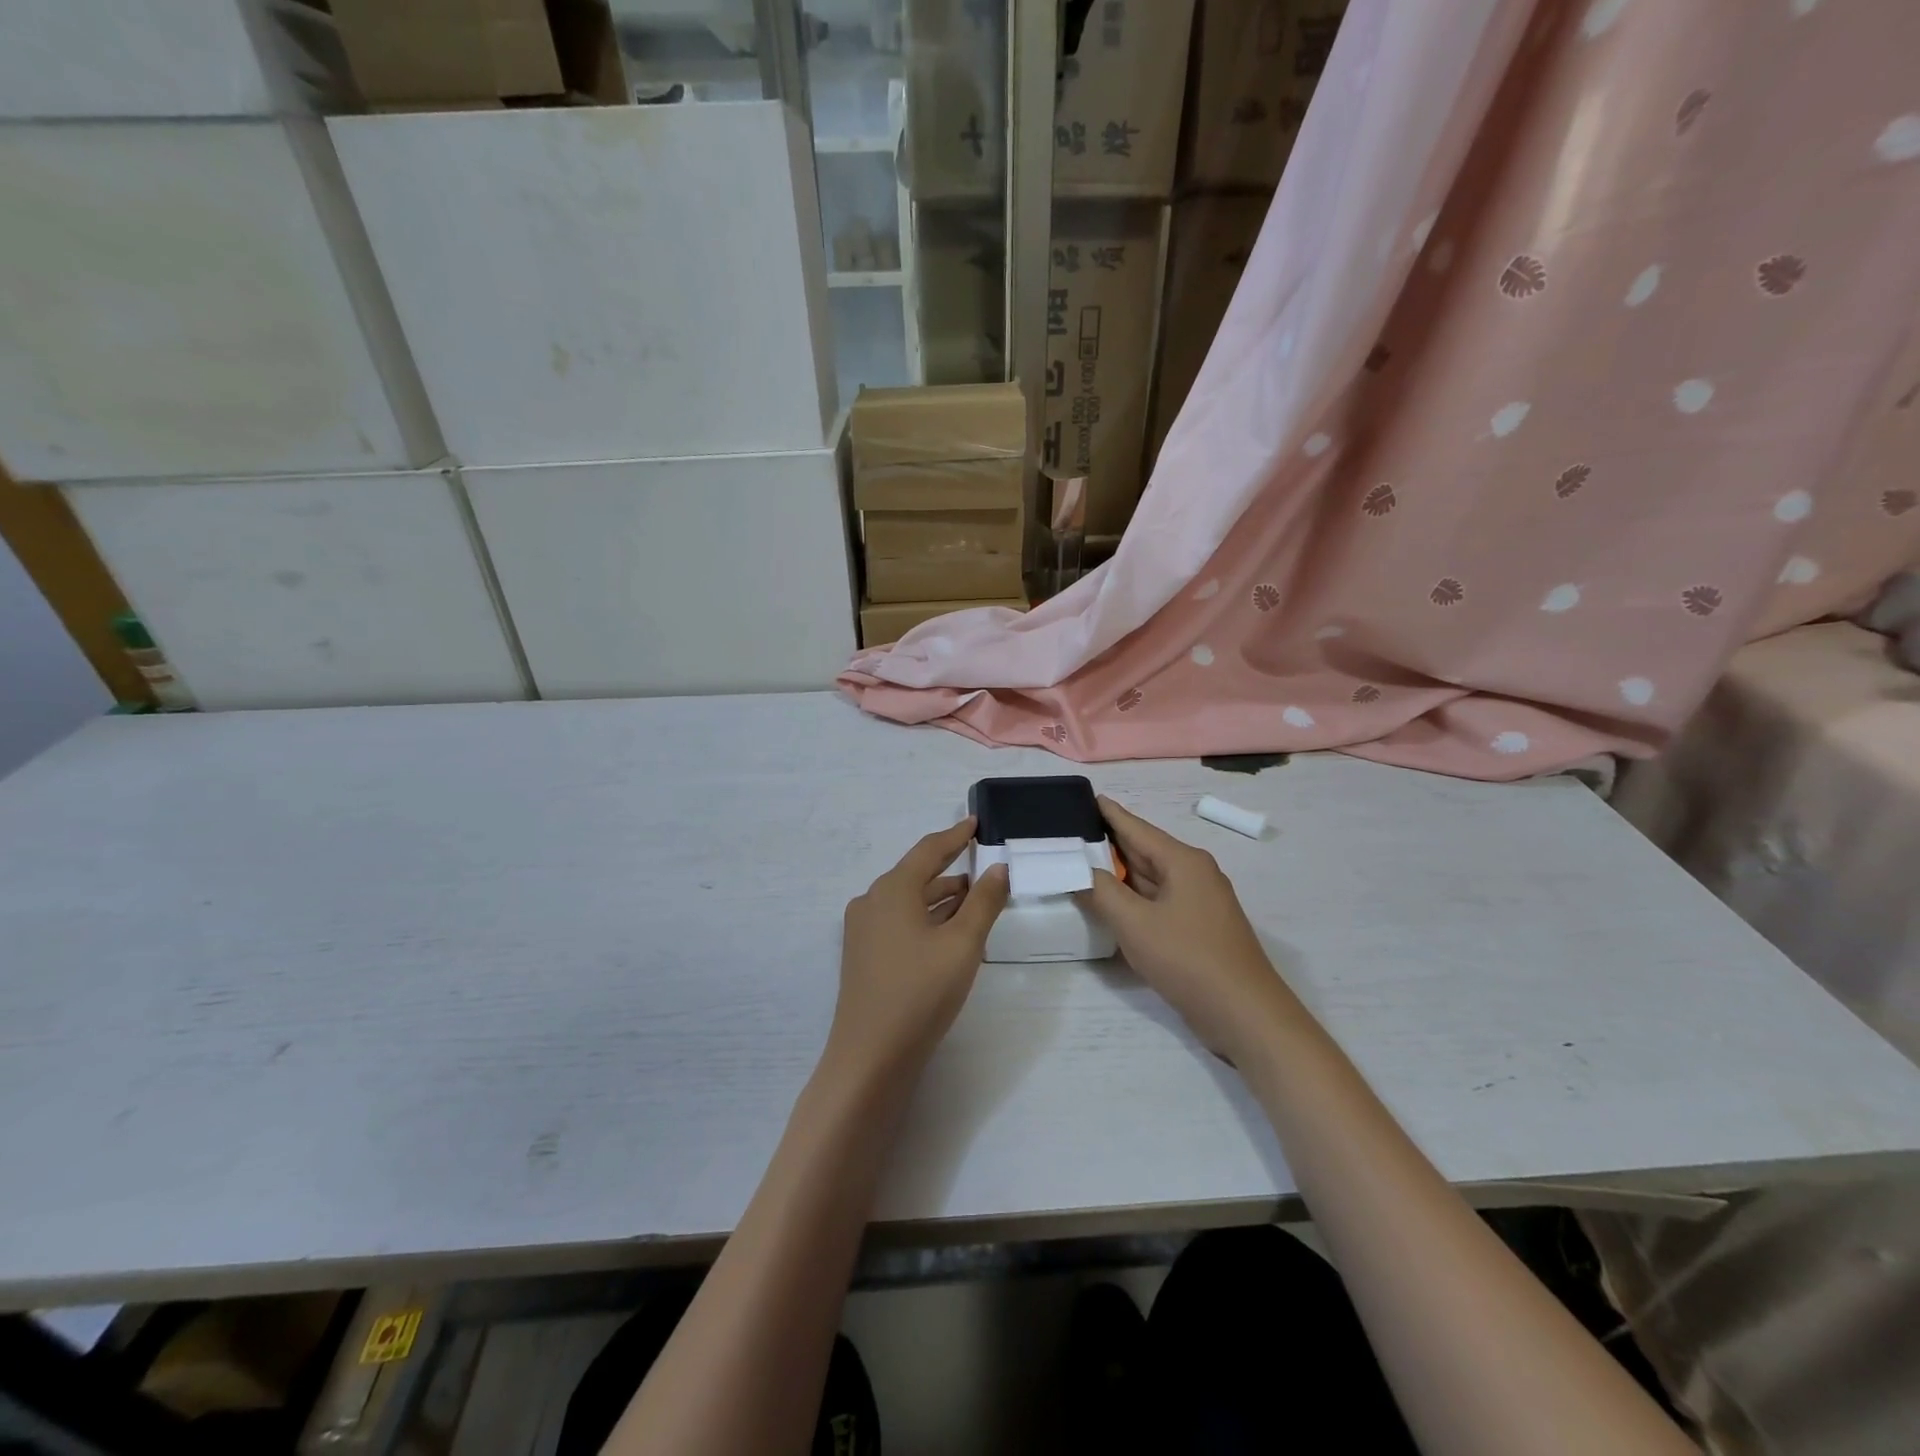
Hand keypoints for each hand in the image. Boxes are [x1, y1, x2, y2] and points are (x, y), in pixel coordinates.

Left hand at [828, 819, 1009, 1081]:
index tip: (976, 823)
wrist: (871, 1057)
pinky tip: (950, 931)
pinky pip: (901, 922)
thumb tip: (998, 868)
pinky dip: (927, 918)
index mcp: (892, 889)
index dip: (955, 835)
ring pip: (910, 901)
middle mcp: (872, 901)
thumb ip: (984, 902)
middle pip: (917, 874)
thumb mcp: (962, 944)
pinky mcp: (864, 954)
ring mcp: (864, 930)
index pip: (929, 850)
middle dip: (952, 870)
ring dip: (942, 898)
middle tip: (985, 866)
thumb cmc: (920, 992)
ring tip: (977, 899)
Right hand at [1085, 796, 1301, 1061]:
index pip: (1136, 827)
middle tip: (1067, 834)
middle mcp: (1193, 874)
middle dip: (1107, 844)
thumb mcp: (1135, 923)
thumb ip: (1101, 892)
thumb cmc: (1189, 959)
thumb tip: (1079, 870)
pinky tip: (1108, 903)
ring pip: (1149, 879)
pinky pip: (1157, 903)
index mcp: (1183, 861)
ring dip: (1118, 874)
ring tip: (1079, 864)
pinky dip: (1131, 899)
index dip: (1107, 813)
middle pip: (1142, 851)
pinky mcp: (1196, 929)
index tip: (1081, 797)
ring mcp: (1197, 903)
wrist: (1245, 1015)